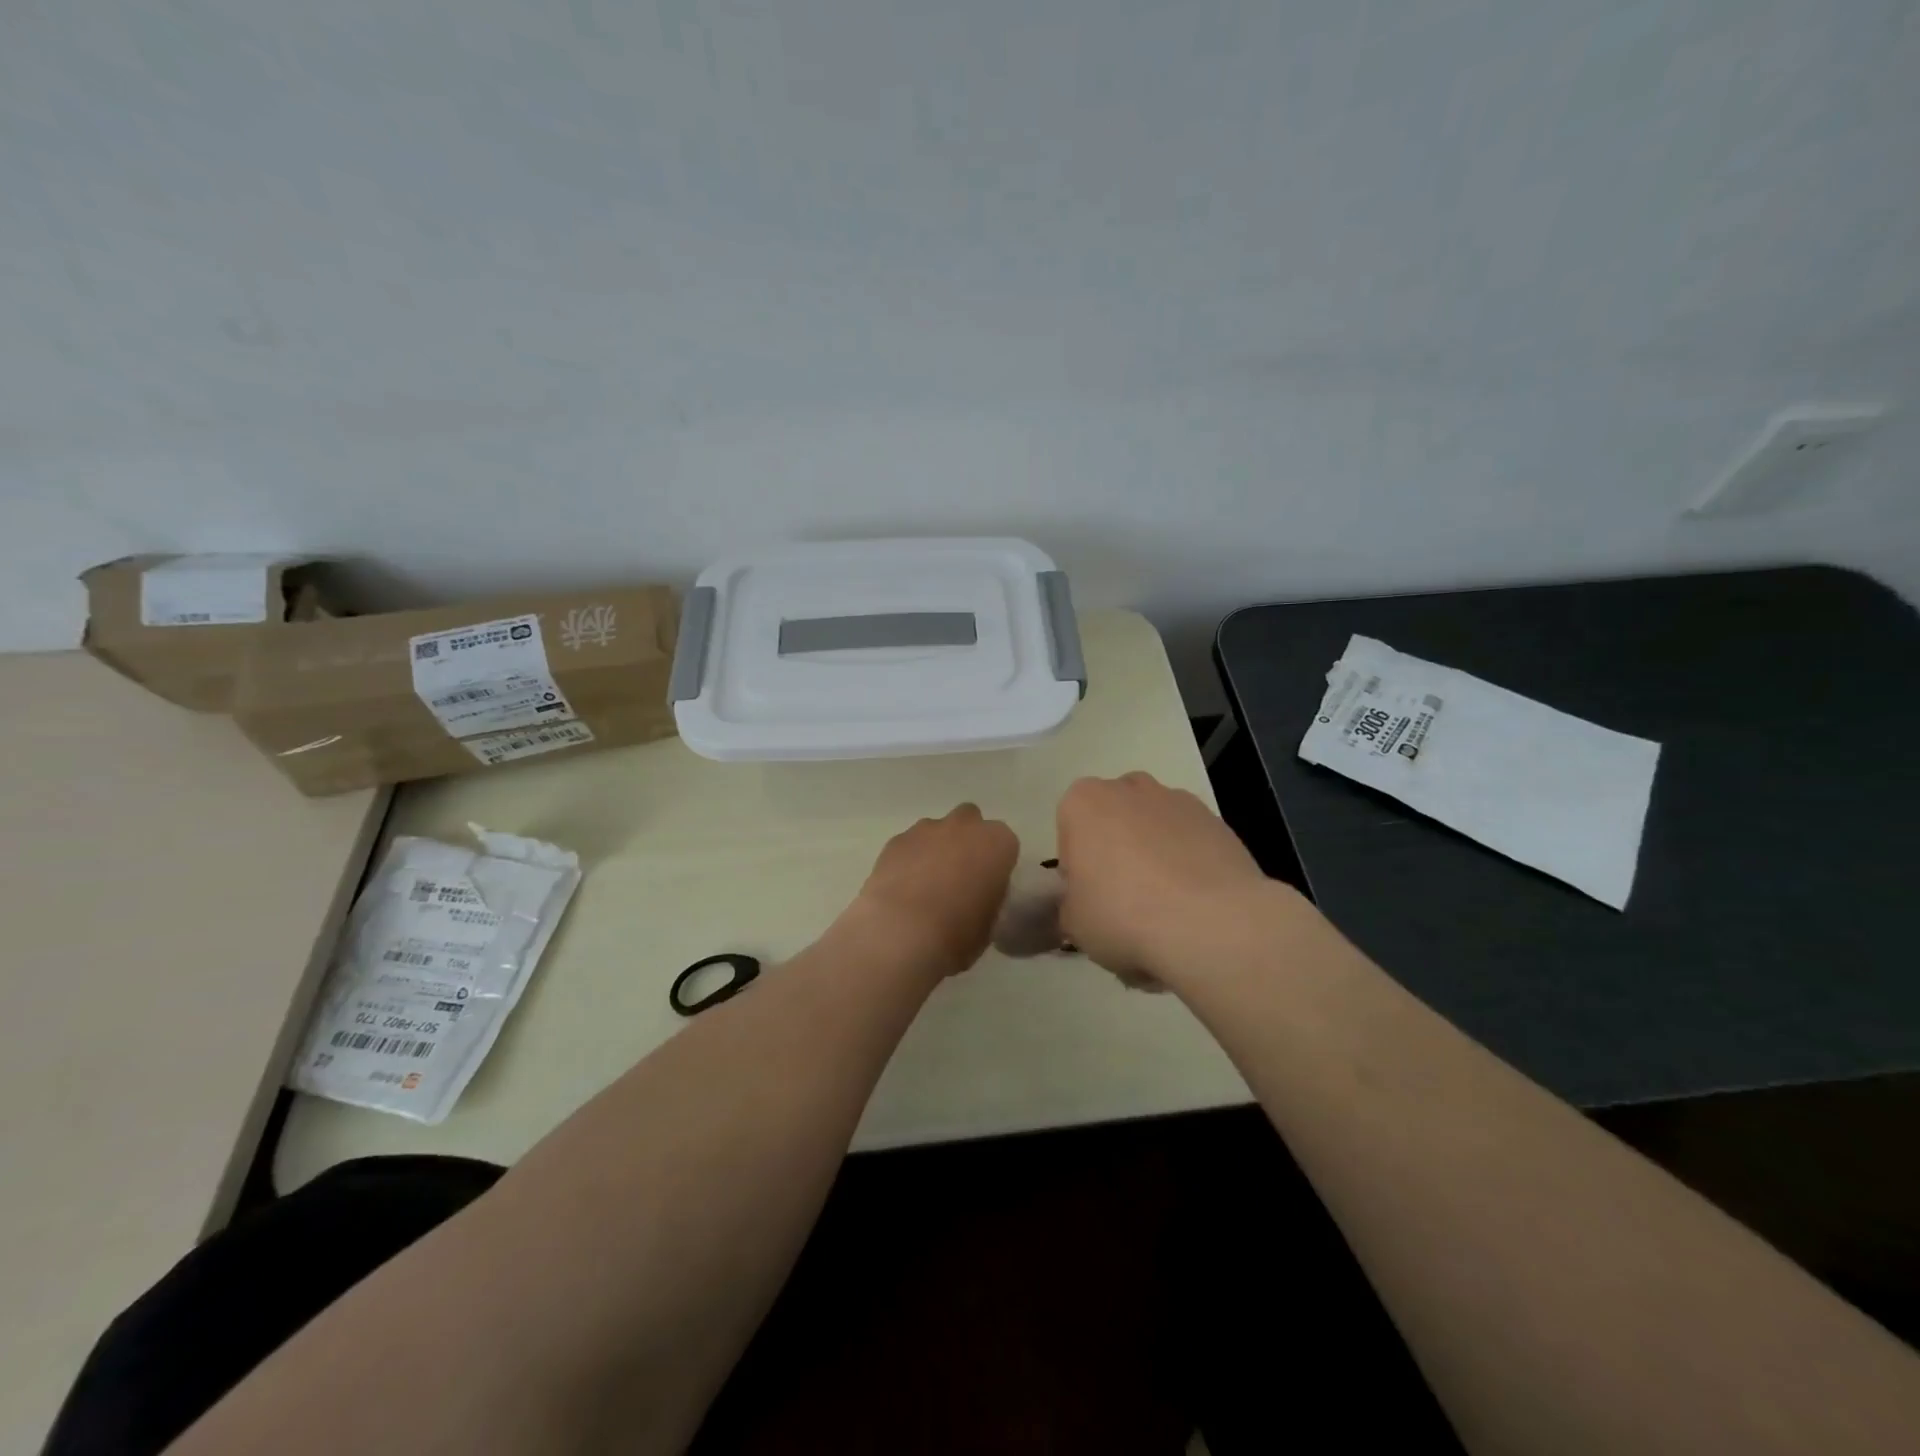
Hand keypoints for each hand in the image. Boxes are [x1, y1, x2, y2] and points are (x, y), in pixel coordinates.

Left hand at [843, 804, 1018, 978]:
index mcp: (998, 843)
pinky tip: (901, 888)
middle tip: (959, 875)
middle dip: (966, 840)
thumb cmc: (958, 933)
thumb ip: (987, 898)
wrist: (902, 932)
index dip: (996, 864)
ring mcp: (927, 829)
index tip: (988, 885)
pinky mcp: (896, 840)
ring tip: (924, 885)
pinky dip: (908, 859)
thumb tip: (976, 897)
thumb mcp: (990, 923)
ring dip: (935, 848)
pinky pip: (908, 845)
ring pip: (936, 830)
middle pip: (970, 821)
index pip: (1005, 843)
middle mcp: (965, 826)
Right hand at [1055, 772, 1283, 986]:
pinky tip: (1196, 902)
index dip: (1078, 869)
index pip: (1070, 833)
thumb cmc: (1124, 916)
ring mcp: (1177, 800)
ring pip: (1154, 825)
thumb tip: (1082, 904)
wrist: (1212, 924)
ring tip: (1166, 904)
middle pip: (1114, 819)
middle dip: (1116, 851)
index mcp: (1083, 803)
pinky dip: (1189, 861)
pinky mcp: (1216, 820)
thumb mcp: (1073, 924)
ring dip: (1154, 853)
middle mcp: (1128, 788)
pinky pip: (1190, 839)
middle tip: (1123, 900)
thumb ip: (1070, 904)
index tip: (1090, 899)